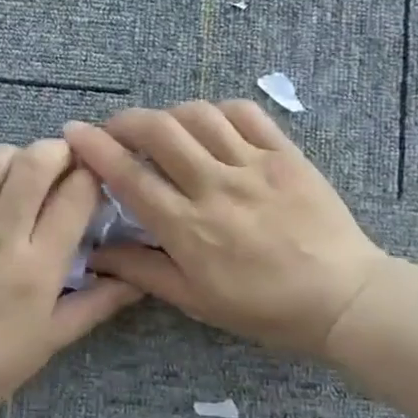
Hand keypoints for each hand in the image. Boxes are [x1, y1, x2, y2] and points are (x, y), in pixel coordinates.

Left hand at [0, 140, 142, 417]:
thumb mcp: (50, 341)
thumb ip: (96, 304)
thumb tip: (137, 279)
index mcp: (38, 267)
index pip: (76, 195)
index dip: (91, 175)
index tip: (92, 178)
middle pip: (36, 162)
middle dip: (58, 150)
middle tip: (61, 161)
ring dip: (13, 157)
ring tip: (17, 173)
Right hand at [63, 102, 384, 357]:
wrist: (343, 298)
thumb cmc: (265, 308)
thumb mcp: (196, 301)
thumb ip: (143, 271)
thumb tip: (96, 253)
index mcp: (189, 228)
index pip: (130, 176)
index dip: (95, 149)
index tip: (73, 131)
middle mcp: (216, 186)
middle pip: (159, 132)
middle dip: (126, 120)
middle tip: (114, 128)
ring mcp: (254, 165)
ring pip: (199, 115)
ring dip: (170, 114)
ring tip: (163, 128)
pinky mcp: (286, 153)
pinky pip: (245, 113)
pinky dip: (218, 109)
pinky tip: (210, 123)